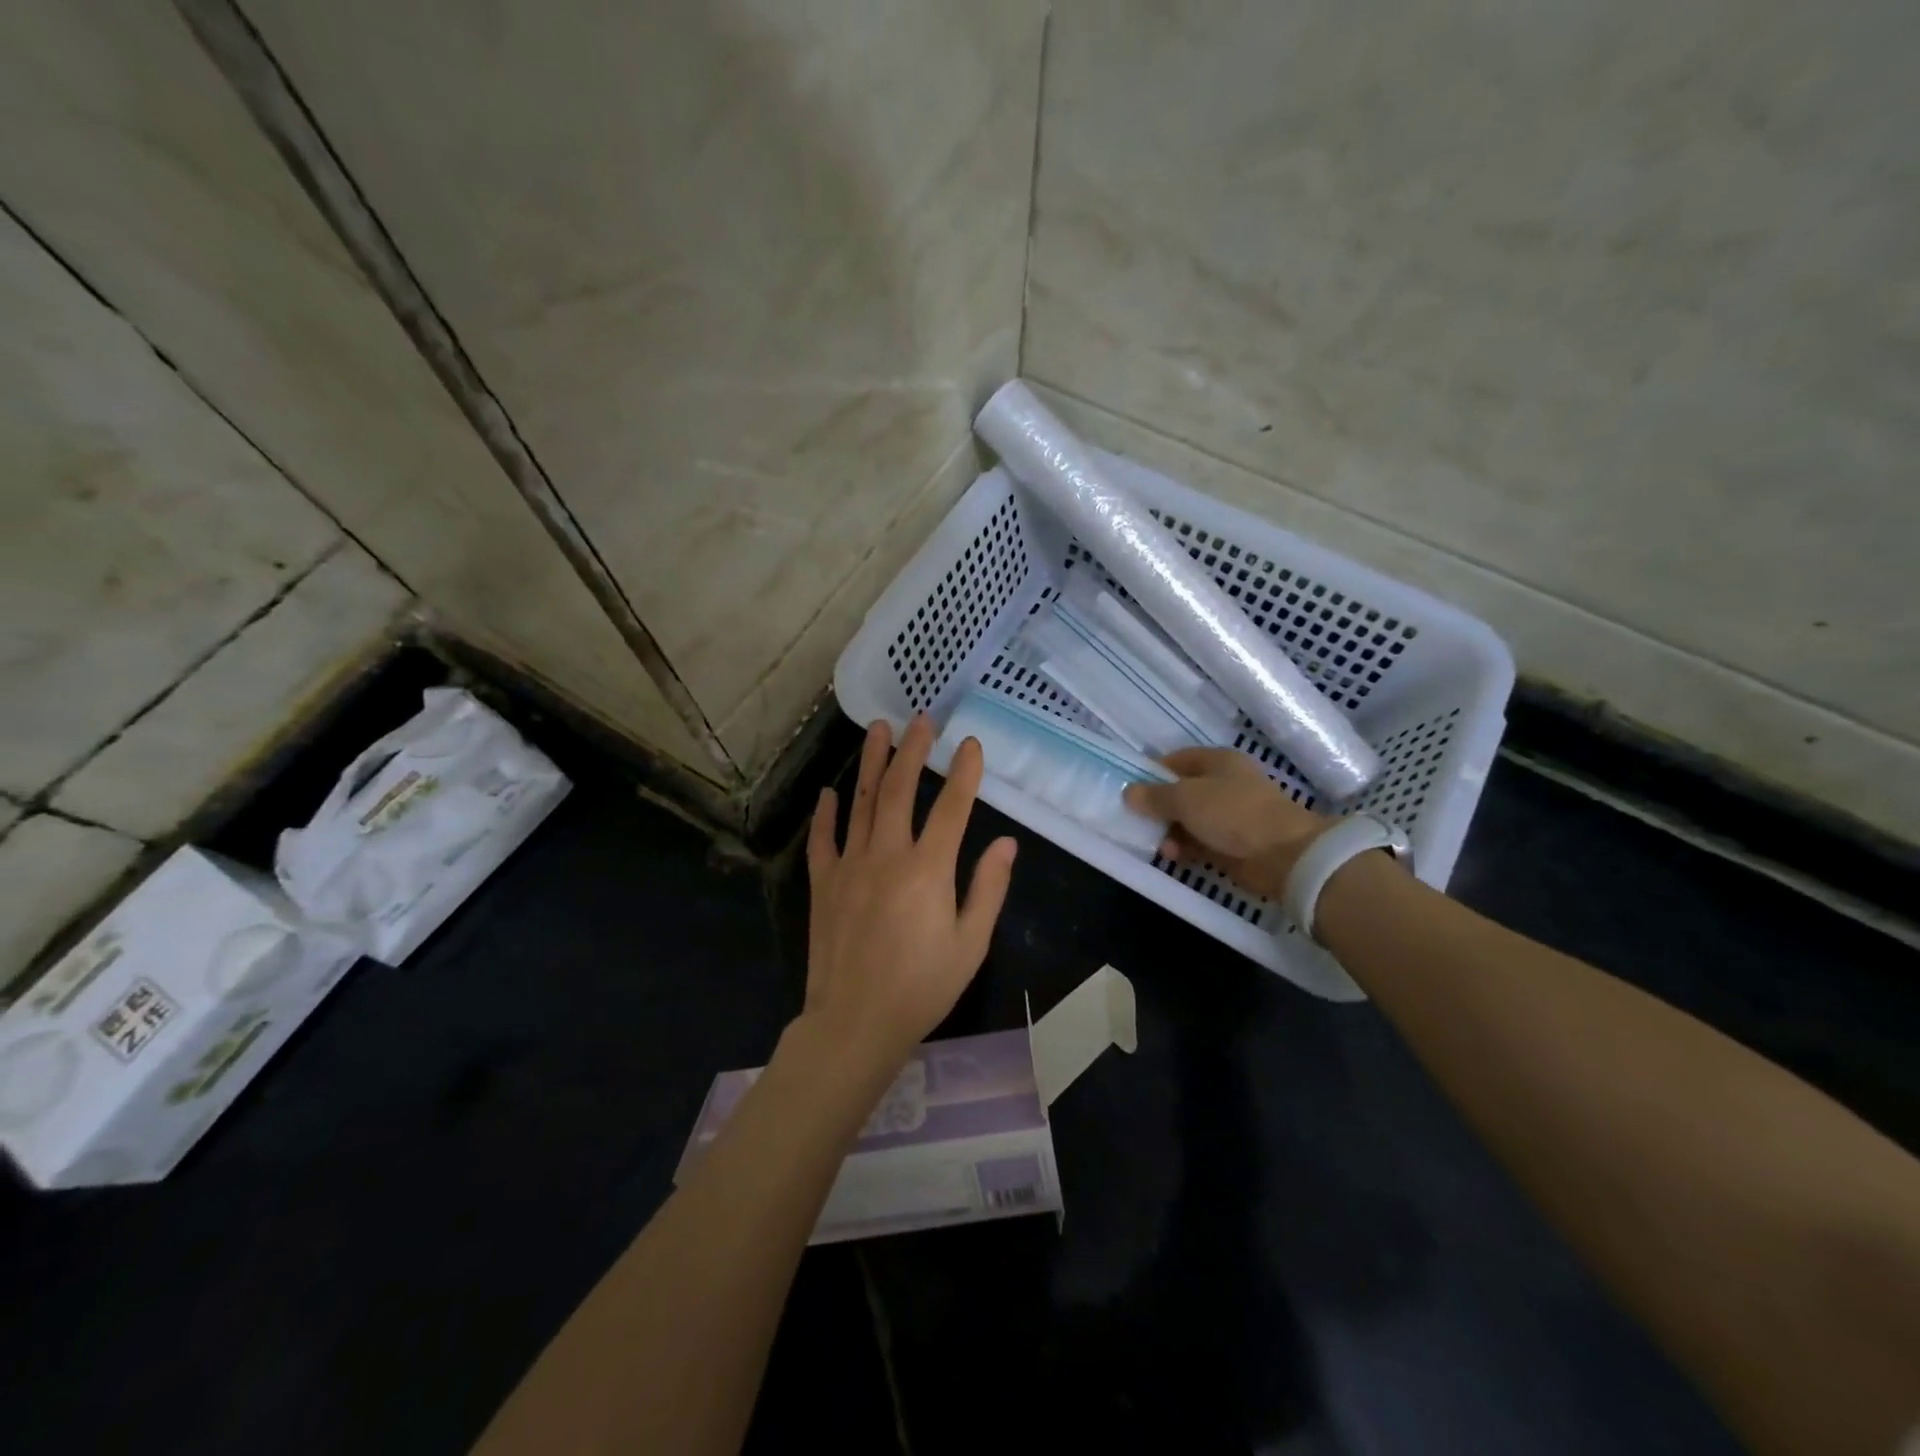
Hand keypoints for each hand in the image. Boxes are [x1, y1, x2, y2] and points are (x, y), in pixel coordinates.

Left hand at [802, 715, 1017, 1075]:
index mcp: (928, 870)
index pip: (952, 808)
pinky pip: (824, 838)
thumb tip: (1007, 844)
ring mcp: (850, 865)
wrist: (854, 1023)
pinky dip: (827, 812)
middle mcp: (887, 855)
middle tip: (922, 720)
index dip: (964, 773)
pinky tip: (831, 791)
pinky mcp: (824, 883)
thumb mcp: (970, 944)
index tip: (971, 744)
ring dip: (873, 763)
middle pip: (901, 790)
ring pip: (862, 802)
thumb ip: (988, 889)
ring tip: (879, 730)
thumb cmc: (922, 987)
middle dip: (914, 750)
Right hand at [1123, 747, 1326, 900]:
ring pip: (1187, 820)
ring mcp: (1229, 816)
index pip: (1176, 760)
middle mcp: (1223, 784)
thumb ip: (1154, 796)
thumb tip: (1128, 793)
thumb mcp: (1186, 798)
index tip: (1130, 790)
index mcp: (1217, 761)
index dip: (1151, 772)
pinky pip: (1198, 842)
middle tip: (1136, 822)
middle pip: (1180, 792)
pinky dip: (1184, 848)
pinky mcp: (1231, 844)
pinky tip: (1172, 856)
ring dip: (1169, 831)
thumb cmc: (1233, 813)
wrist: (1283, 855)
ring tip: (1158, 845)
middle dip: (1157, 808)